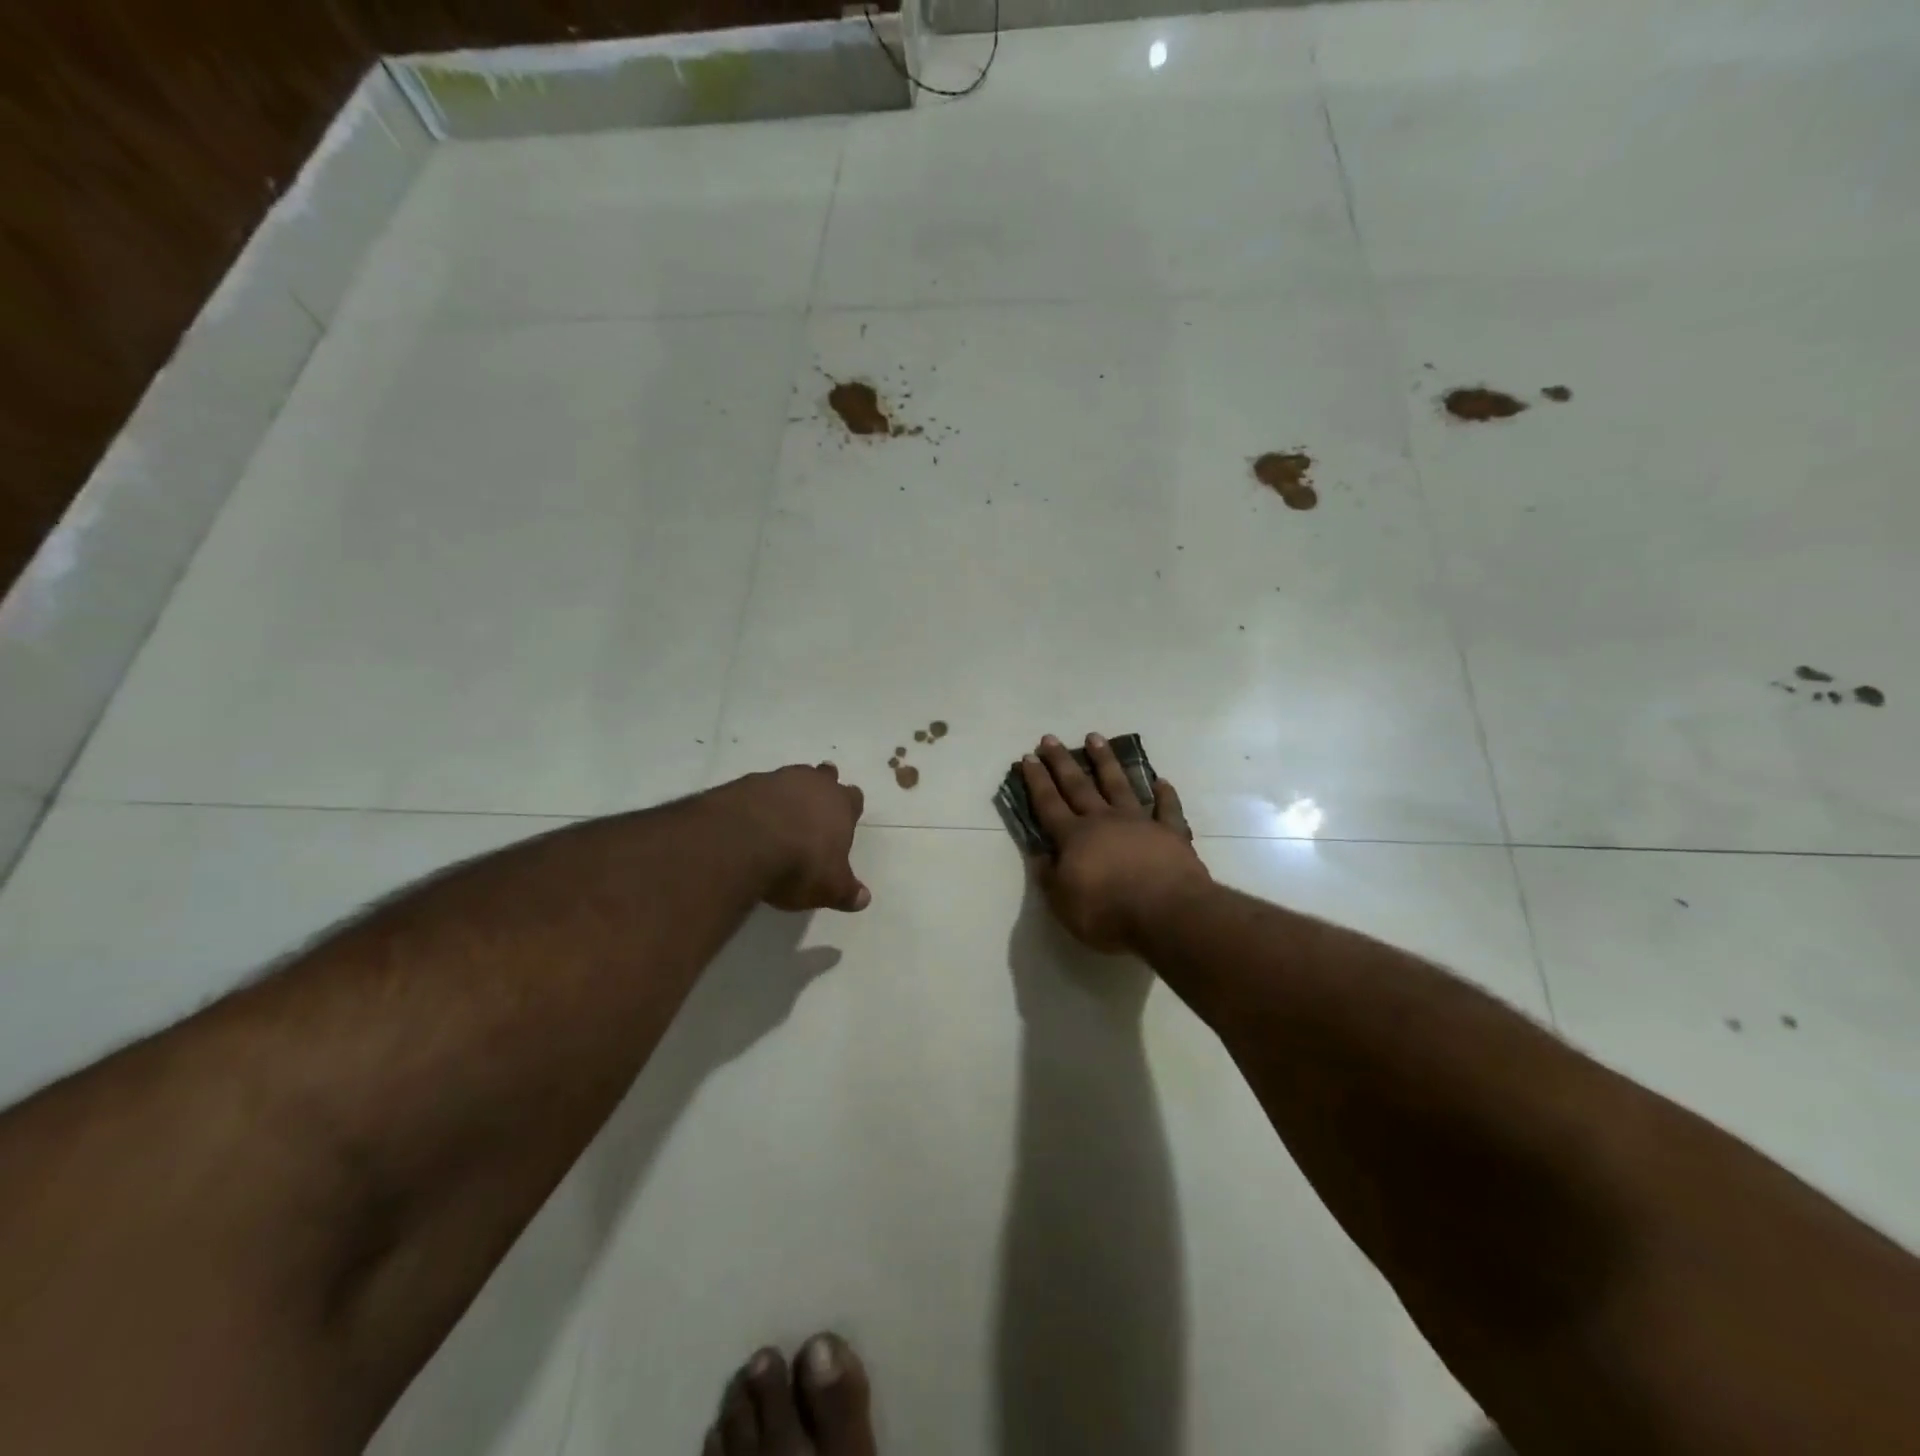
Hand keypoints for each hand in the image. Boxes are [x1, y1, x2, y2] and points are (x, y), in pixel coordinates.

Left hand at [712, 764, 870, 913]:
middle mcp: (812, 784)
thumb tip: (864, 899)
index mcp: (840, 805)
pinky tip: (750, 820)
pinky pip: (757, 789)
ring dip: (788, 793)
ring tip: (780, 814)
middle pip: (824, 776)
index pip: (853, 797)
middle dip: (821, 787)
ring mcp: (776, 780)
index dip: (850, 807)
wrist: (743, 843)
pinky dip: (757, 802)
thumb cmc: (800, 864)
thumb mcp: (829, 888)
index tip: (845, 818)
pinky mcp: (743, 784)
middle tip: (815, 804)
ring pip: (790, 778)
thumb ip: (847, 892)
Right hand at [1020, 734, 1209, 952]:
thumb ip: (1049, 878)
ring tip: (1095, 738)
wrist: (1167, 913)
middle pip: (1078, 785)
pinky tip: (1161, 781)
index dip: (1036, 781)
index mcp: (1074, 838)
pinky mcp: (1171, 833)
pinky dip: (1165, 794)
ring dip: (1106, 761)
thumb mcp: (1064, 904)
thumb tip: (1039, 855)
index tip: (1028, 757)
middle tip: (1050, 738)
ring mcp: (1140, 823)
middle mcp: (1104, 821)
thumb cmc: (1108, 913)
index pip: (1049, 803)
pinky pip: (1167, 809)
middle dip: (1062, 762)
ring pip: (1119, 784)